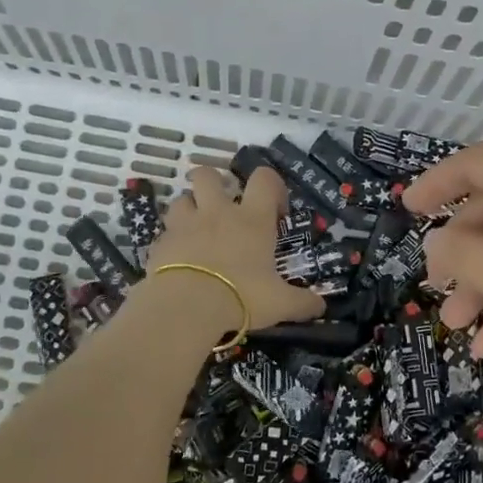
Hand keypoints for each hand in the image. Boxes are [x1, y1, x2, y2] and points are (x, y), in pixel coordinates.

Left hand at [148, 166, 323, 330]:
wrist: (186, 306)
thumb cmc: (241, 296)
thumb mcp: (280, 304)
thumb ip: (302, 303)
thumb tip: (321, 307)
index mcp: (252, 219)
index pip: (264, 179)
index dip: (272, 185)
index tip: (275, 209)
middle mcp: (218, 212)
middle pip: (208, 175)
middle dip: (214, 183)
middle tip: (222, 207)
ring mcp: (185, 224)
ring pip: (182, 198)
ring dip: (189, 209)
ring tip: (196, 230)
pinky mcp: (161, 242)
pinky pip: (165, 232)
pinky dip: (172, 240)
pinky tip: (179, 259)